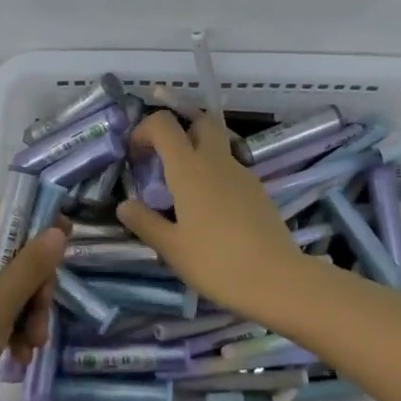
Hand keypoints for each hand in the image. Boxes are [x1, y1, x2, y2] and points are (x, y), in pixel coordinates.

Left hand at [0, 202, 65, 400]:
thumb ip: (31, 265)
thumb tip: (57, 229)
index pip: (6, 210)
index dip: (37, 219)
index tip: (64, 243)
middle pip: (14, 252)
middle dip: (37, 284)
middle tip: (43, 314)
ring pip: (8, 286)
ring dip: (27, 313)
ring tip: (33, 346)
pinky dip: (10, 330)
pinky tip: (18, 357)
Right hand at [116, 109, 304, 315]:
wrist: (277, 279)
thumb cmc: (216, 262)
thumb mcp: (172, 248)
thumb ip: (145, 222)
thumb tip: (124, 205)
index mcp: (189, 168)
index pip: (164, 124)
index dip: (144, 129)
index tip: (135, 155)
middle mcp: (216, 160)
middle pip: (199, 121)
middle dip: (179, 130)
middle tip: (164, 160)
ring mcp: (242, 172)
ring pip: (218, 143)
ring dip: (198, 152)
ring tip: (184, 189)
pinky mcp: (258, 189)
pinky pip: (231, 167)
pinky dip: (216, 173)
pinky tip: (211, 209)